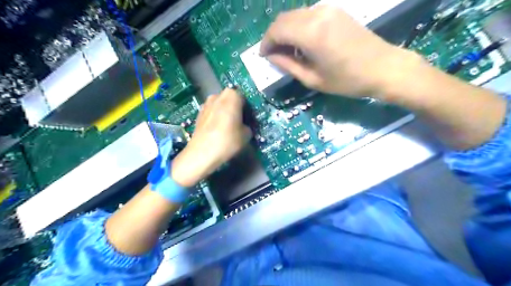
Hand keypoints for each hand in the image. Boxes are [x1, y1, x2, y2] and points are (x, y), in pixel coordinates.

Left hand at [172, 89, 250, 187]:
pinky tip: (217, 130)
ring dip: (224, 112)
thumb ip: (247, 125)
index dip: (247, 109)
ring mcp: (205, 104)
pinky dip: (215, 118)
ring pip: (219, 105)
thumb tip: (243, 126)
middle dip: (235, 108)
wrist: (202, 153)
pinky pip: (211, 112)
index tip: (249, 119)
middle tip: (239, 122)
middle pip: (230, 99)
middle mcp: (217, 96)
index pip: (244, 98)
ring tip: (227, 127)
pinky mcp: (198, 114)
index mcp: (231, 96)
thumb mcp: (247, 135)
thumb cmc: (227, 141)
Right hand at [260, 5, 418, 97]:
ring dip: (285, 31)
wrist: (383, 67)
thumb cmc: (347, 80)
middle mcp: (316, 14)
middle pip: (283, 19)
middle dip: (273, 36)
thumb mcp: (312, 79)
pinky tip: (302, 42)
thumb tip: (271, 56)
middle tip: (273, 54)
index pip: (276, 30)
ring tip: (287, 51)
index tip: (263, 56)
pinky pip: (307, 15)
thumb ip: (288, 64)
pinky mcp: (335, 11)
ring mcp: (327, 9)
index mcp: (310, 33)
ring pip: (294, 15)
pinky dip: (298, 27)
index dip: (266, 43)